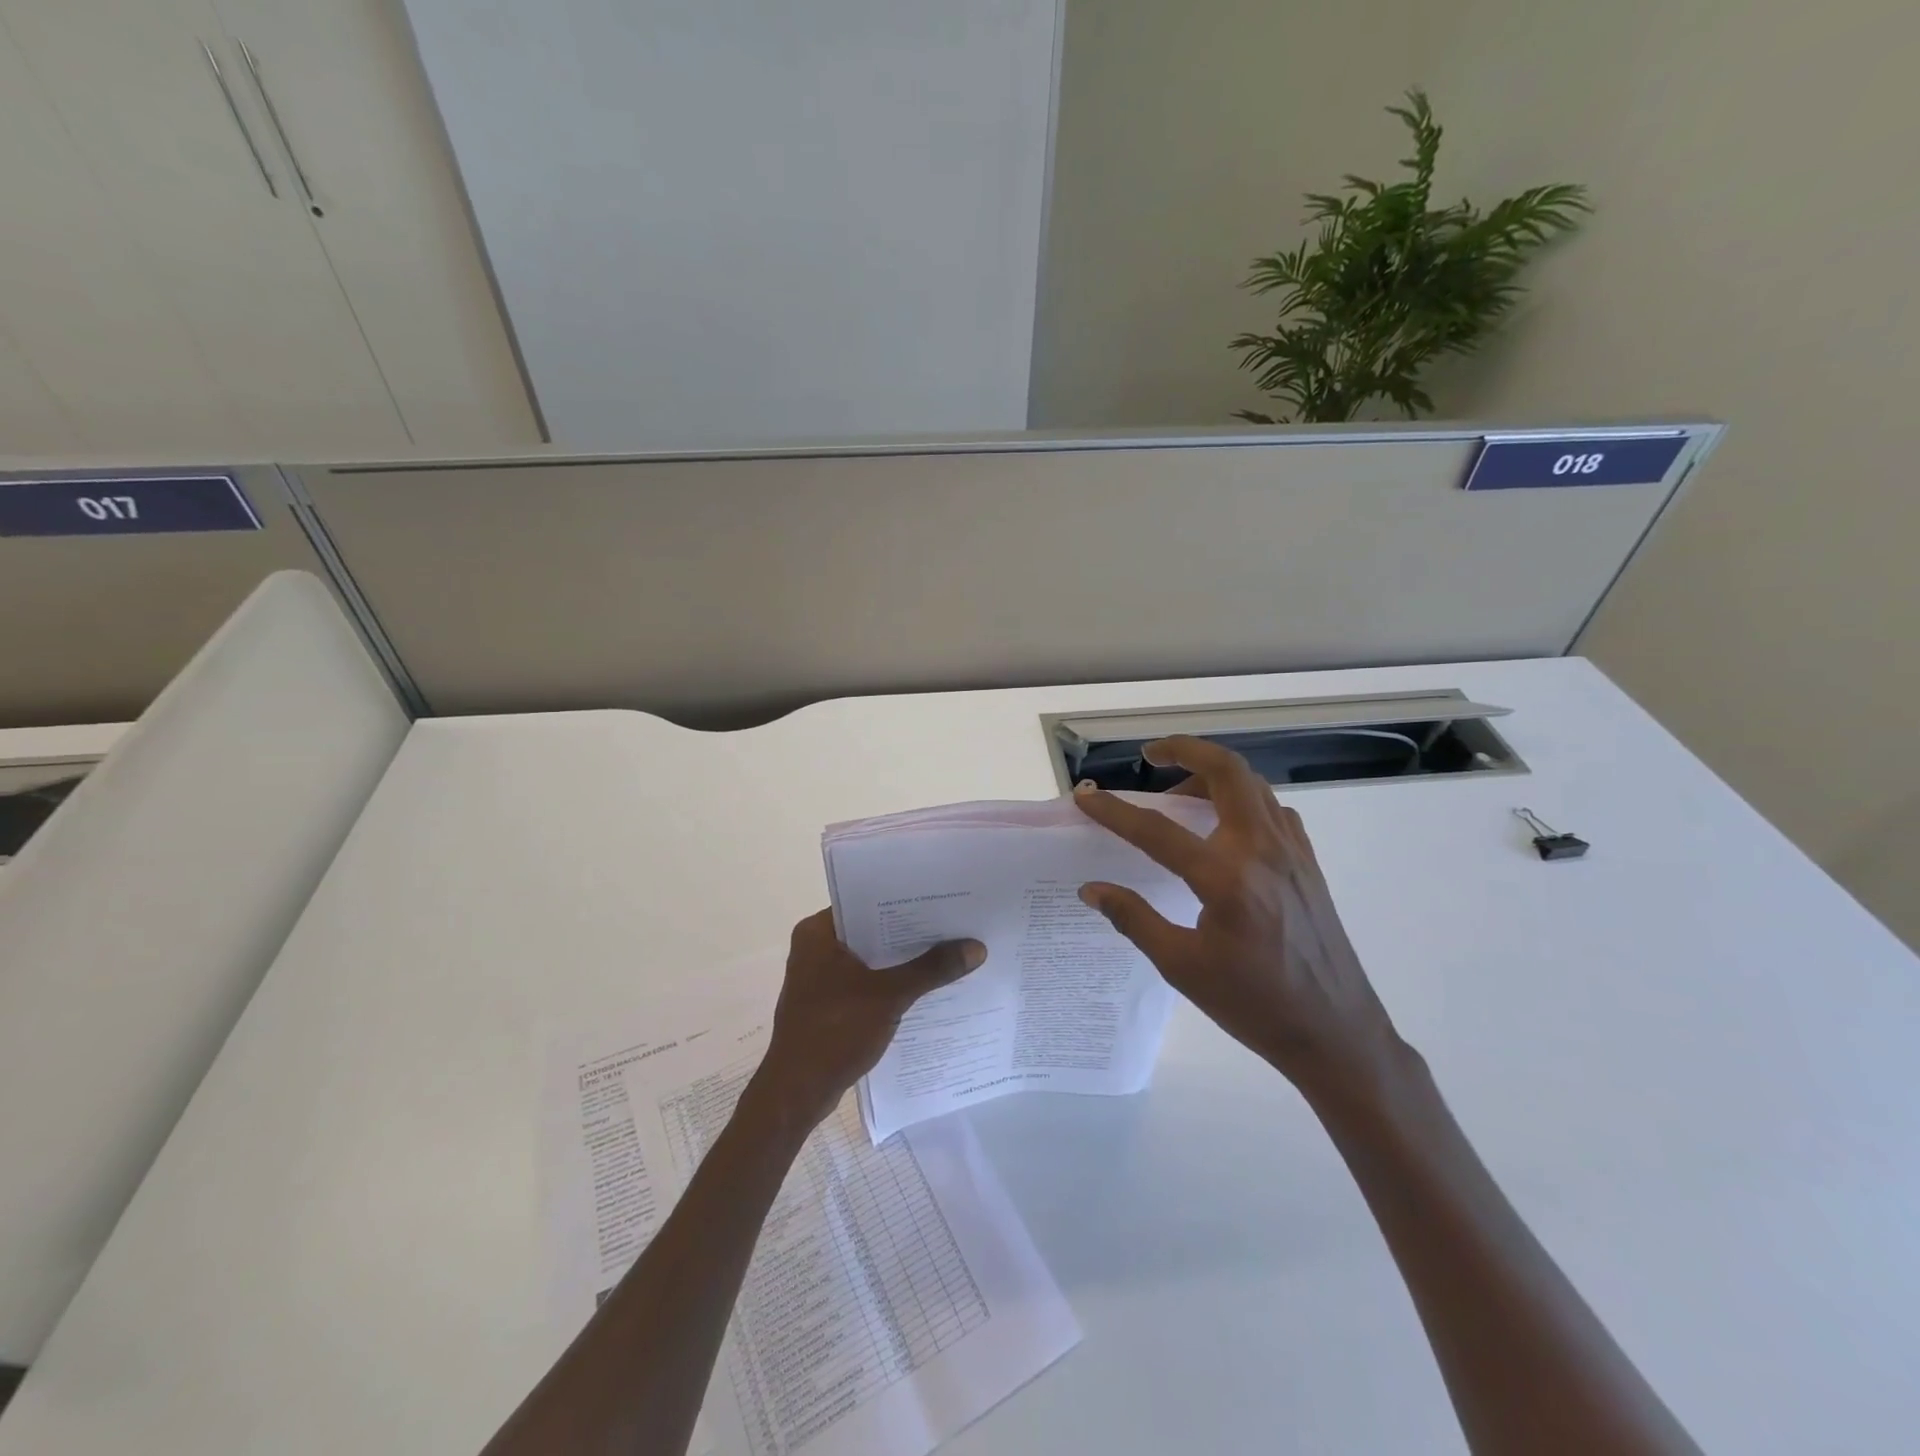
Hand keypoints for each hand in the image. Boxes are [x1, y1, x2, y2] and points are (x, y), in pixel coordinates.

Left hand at [749, 910, 986, 1130]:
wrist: (796, 1093)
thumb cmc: (835, 1032)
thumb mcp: (889, 996)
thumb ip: (931, 969)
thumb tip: (976, 947)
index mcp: (817, 932)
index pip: (866, 901)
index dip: (905, 900)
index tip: (942, 899)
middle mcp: (815, 947)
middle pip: (871, 930)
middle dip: (910, 932)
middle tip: (954, 924)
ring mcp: (819, 977)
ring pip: (870, 958)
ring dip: (902, 960)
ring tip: (947, 952)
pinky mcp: (827, 1003)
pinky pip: (865, 982)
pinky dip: (890, 983)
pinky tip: (924, 988)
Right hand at [1073, 737, 1405, 1100]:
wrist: (1336, 1033)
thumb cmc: (1254, 1005)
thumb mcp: (1182, 967)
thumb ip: (1134, 919)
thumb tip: (1092, 889)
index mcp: (1226, 879)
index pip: (1157, 830)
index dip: (1115, 812)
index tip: (1086, 798)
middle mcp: (1262, 851)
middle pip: (1226, 772)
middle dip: (1185, 750)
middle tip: (1151, 755)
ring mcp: (1292, 852)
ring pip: (1253, 785)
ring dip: (1213, 774)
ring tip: (1180, 796)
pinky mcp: (1309, 864)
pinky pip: (1273, 810)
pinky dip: (1244, 799)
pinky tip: (1226, 828)